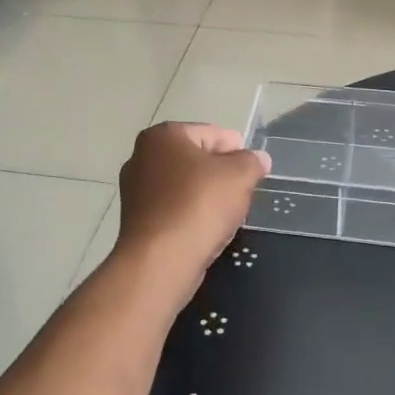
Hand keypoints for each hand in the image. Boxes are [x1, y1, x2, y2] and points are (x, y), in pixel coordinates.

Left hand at [115, 122, 270, 302]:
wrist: (160, 261)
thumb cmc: (199, 205)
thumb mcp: (239, 176)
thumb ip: (252, 162)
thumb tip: (259, 158)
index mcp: (163, 136)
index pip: (210, 133)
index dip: (236, 149)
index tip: (252, 168)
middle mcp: (141, 156)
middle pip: (195, 159)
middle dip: (220, 172)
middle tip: (243, 190)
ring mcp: (135, 190)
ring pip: (183, 185)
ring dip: (206, 195)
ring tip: (228, 213)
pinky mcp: (136, 220)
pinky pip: (172, 208)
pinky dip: (190, 214)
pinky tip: (206, 229)